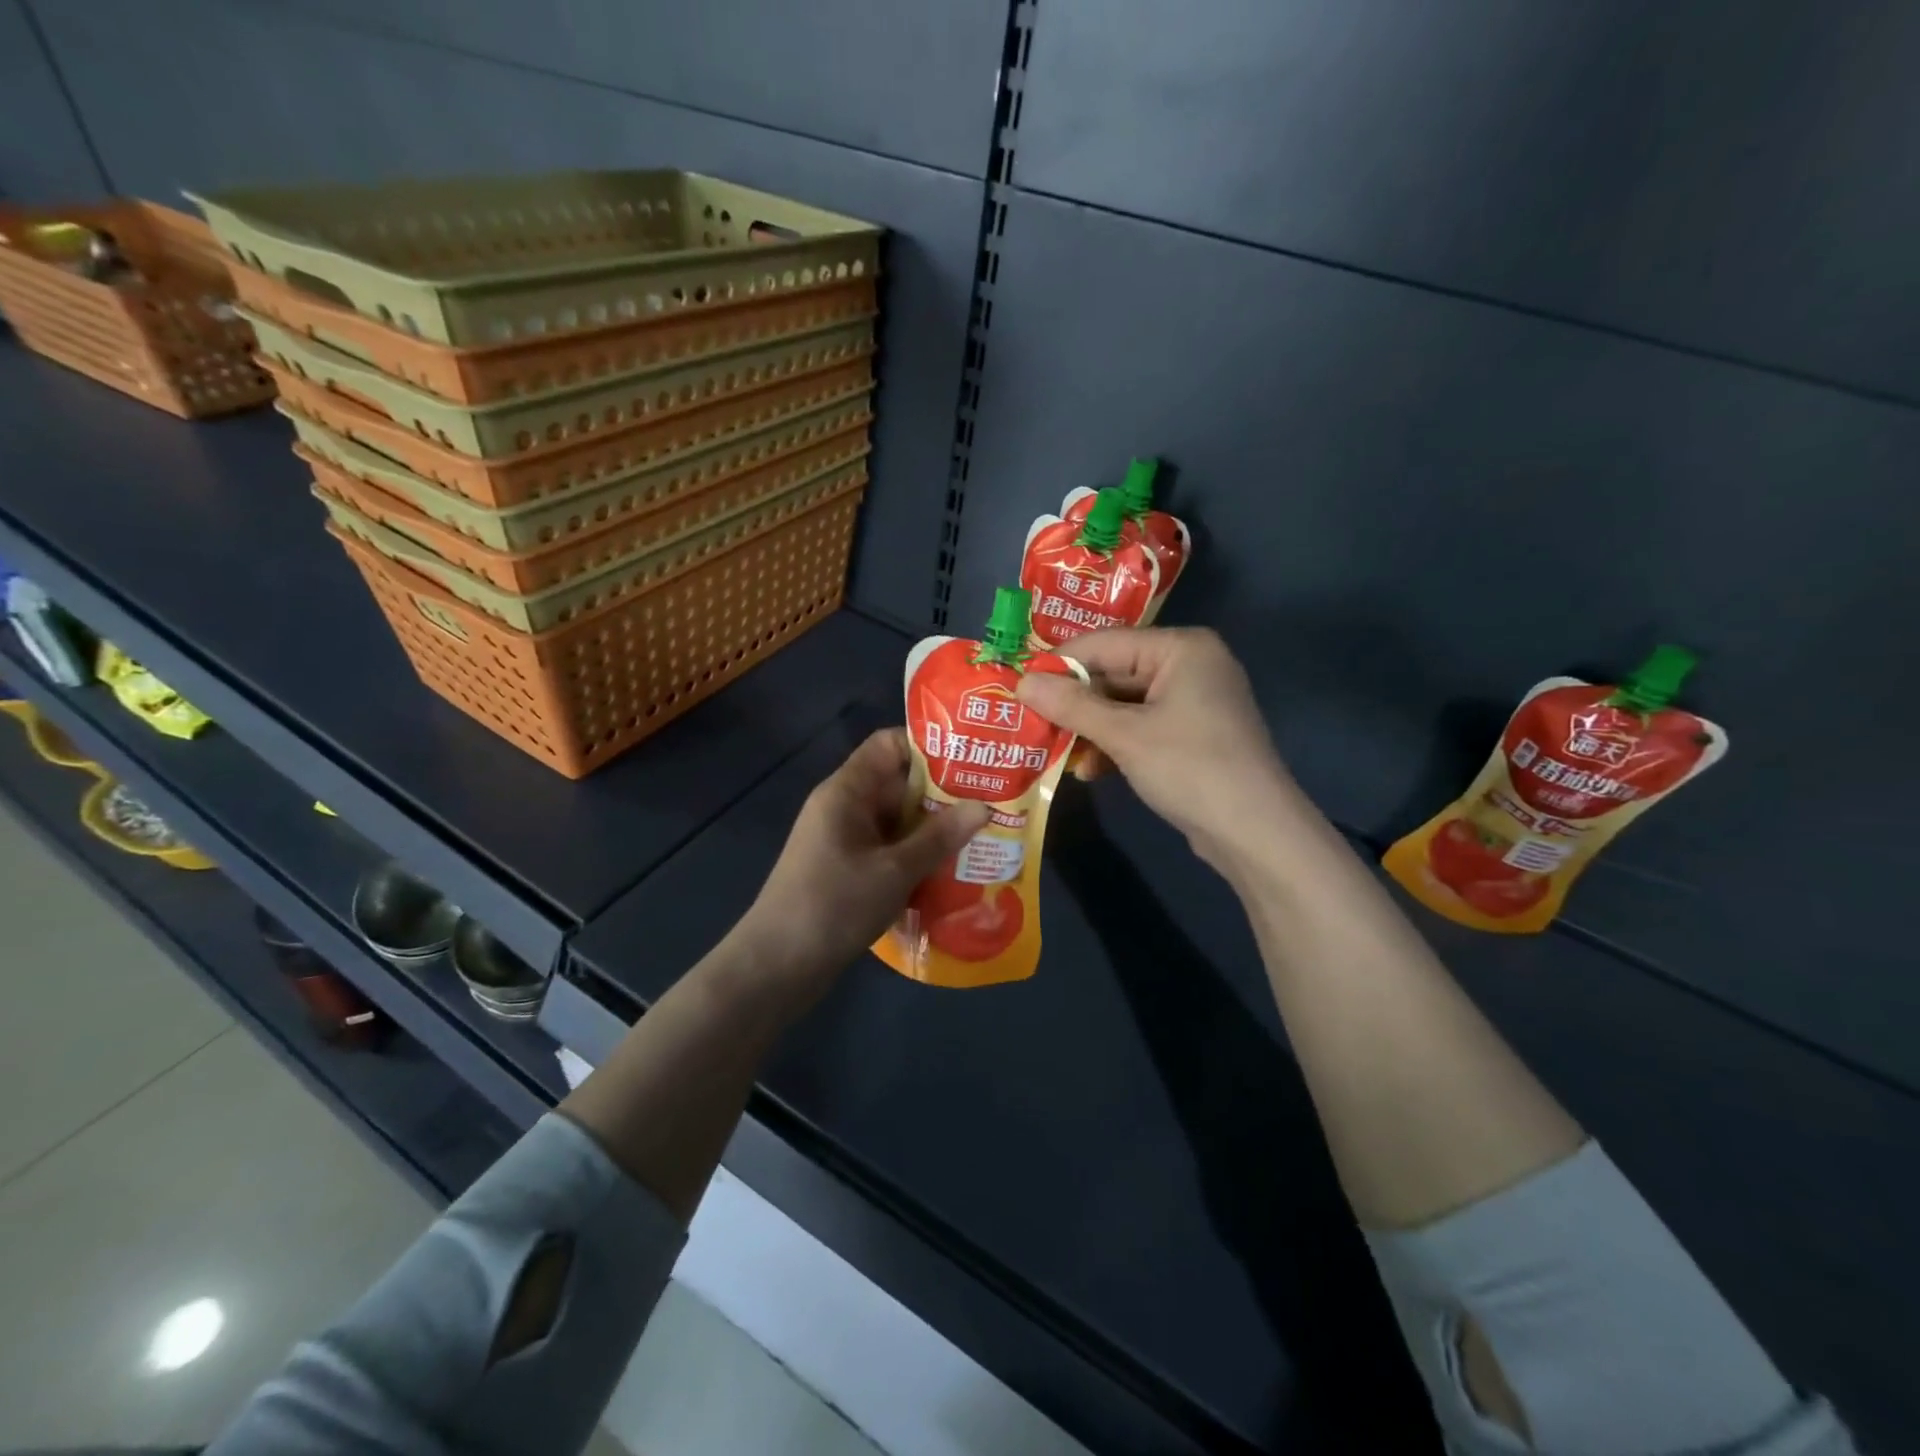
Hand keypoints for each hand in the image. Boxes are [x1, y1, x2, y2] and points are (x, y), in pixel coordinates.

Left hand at [734, 729, 989, 989]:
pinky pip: (889, 849)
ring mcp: (845, 840)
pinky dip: (917, 854)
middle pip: (898, 783)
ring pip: (897, 820)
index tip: (972, 760)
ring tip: (983, 835)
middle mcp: (845, 807)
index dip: (929, 746)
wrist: (777, 966)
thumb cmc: (833, 906)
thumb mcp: (894, 870)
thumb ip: (939, 837)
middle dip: (943, 792)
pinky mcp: (848, 869)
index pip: (888, 744)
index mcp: (847, 791)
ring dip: (934, 828)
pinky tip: (952, 869)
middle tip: (992, 801)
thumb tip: (984, 806)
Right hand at [1016, 628, 1302, 870]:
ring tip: (1055, 752)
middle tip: (1030, 722)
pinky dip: (1115, 746)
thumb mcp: (1124, 735)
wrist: (1255, 833)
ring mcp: (1193, 702)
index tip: (1017, 686)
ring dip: (1090, 730)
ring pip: (1124, 706)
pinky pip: (1140, 728)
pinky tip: (1090, 772)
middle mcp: (1189, 665)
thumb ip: (1072, 705)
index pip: (1104, 644)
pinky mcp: (1191, 735)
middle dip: (1074, 704)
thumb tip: (1021, 681)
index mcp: (1181, 648)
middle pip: (1114, 674)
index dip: (1058, 665)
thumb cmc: (1190, 768)